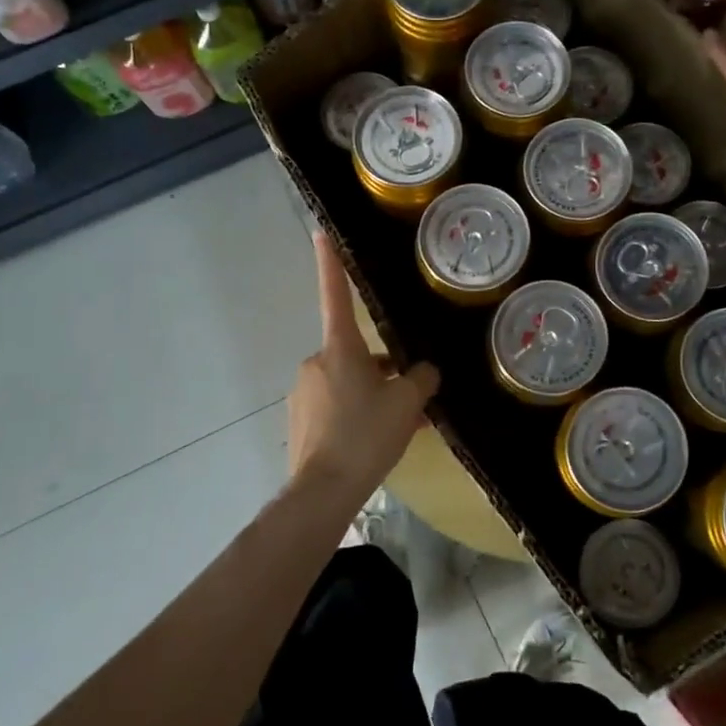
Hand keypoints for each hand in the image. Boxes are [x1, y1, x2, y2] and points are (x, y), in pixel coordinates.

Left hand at [288, 233, 439, 500]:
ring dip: (374, 397)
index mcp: (340, 348)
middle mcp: (317, 362)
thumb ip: (422, 379)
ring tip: (403, 427)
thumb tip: (424, 371)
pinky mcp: (300, 420)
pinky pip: (336, 407)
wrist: (323, 492)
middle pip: (357, 354)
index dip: (330, 263)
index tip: (319, 232)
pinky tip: (378, 442)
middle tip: (414, 399)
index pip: (335, 295)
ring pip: (349, 384)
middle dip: (384, 371)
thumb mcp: (407, 403)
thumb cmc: (366, 435)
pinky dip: (357, 416)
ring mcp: (304, 392)